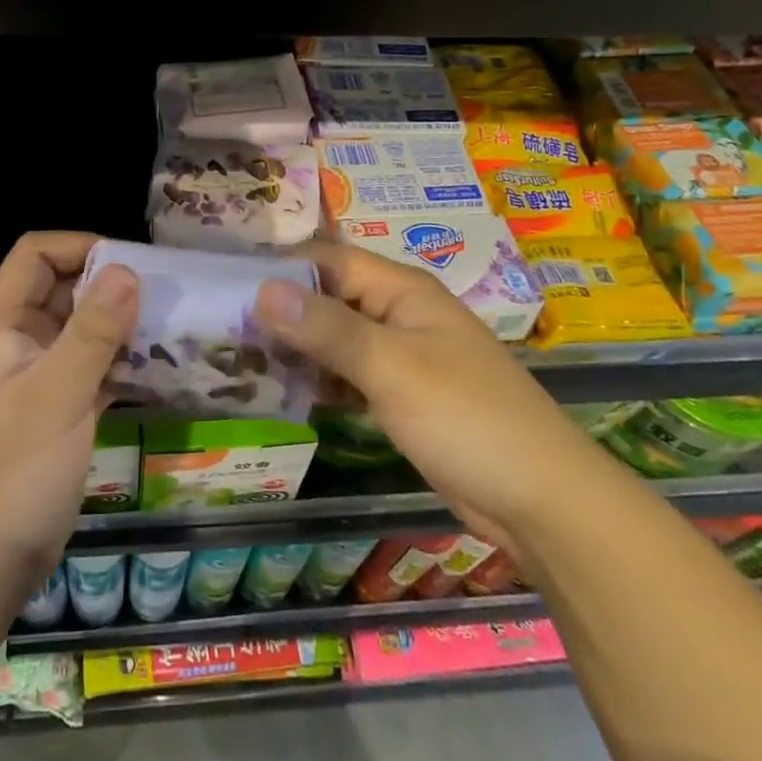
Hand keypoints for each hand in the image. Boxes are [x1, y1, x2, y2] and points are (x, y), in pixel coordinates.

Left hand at [0, 232, 138, 601]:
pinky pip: (96, 371)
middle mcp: (22, 345)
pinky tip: (162, 370)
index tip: (126, 263)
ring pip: (83, 331)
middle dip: (109, 285)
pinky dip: (124, 365)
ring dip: (122, 326)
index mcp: (4, 329)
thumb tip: (127, 270)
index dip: (76, 246)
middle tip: (162, 294)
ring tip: (171, 327)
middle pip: (63, 289)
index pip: (33, 257)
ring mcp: (41, 380)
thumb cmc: (11, 474)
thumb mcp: (56, 397)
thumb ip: (92, 333)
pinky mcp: (61, 413)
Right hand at [256, 244, 599, 543]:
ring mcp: (401, 355)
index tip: (225, 285)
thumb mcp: (390, 368)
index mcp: (401, 289)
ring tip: (236, 358)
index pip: (327, 260)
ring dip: (296, 347)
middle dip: (281, 310)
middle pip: (328, 298)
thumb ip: (326, 328)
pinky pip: (348, 374)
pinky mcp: (401, 395)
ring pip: (335, 338)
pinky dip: (318, 379)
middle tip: (220, 329)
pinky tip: (282, 391)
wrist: (541, 500)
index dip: (280, 268)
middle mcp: (398, 312)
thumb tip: (262, 287)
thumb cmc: (466, 418)